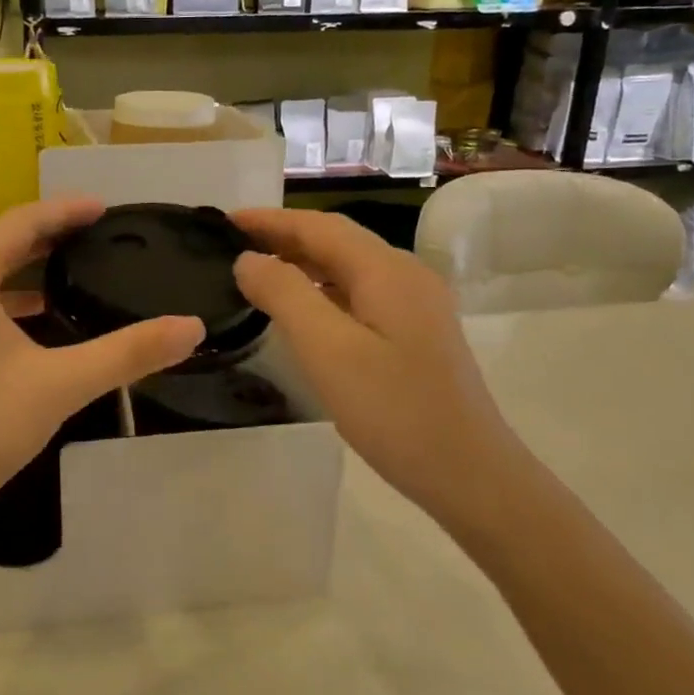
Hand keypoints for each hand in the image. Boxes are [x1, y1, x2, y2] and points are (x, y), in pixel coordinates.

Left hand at [0, 197, 204, 537]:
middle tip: (94, 233)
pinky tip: (32, 316)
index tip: (104, 208)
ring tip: (70, 267)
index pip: (18, 223)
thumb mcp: (60, 385)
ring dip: (21, 266)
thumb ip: (127, 352)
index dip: (64, 211)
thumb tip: (192, 327)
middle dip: (45, 235)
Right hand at [231, 208, 523, 522]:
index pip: (319, 226)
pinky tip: (301, 311)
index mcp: (387, 271)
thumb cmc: (393, 411)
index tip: (225, 221)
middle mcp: (405, 276)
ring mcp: (415, 306)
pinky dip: (322, 290)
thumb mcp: (328, 350)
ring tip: (257, 272)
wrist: (469, 474)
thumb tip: (249, 259)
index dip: (270, 220)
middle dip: (284, 237)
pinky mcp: (415, 334)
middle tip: (232, 245)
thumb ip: (284, 295)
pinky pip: (359, 294)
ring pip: (349, 268)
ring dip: (302, 263)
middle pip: (337, 241)